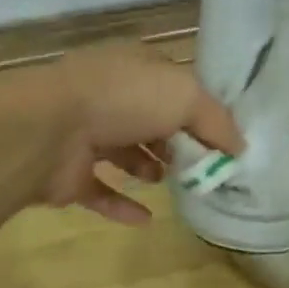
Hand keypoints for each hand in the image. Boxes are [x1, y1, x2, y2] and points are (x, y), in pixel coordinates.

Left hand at [36, 43, 243, 223]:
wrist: (49, 129)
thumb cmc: (123, 99)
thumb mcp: (185, 97)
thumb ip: (216, 121)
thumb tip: (239, 146)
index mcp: (133, 67)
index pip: (172, 84)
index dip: (197, 108)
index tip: (222, 137)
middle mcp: (108, 96)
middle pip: (149, 119)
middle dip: (173, 140)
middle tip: (200, 164)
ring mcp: (84, 134)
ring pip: (123, 152)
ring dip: (148, 168)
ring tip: (169, 182)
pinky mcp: (69, 173)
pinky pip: (100, 191)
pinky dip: (122, 205)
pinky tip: (146, 219)